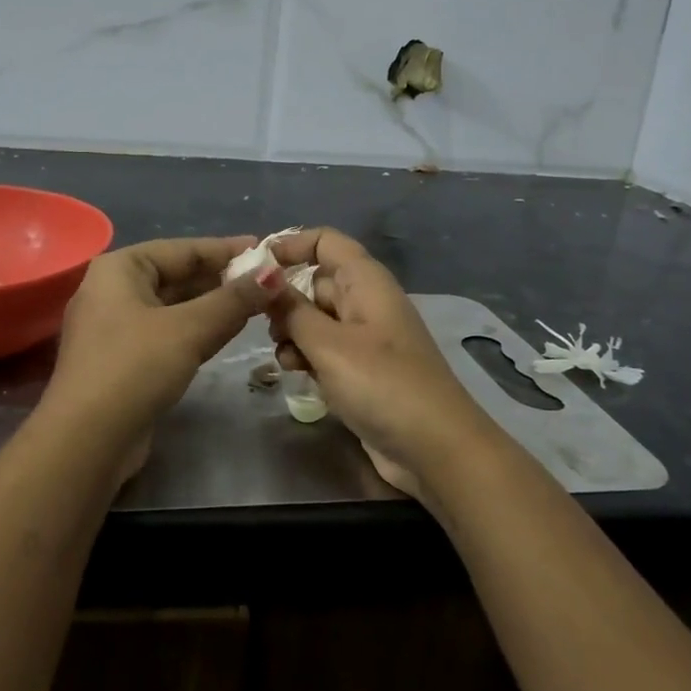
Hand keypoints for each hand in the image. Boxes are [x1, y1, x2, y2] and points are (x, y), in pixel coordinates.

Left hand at [41, 236, 269, 477]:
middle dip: (222, 279)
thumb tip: (274, 274)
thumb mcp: (189, 329)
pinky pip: (169, 333)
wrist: (87, 440)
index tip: (266, 249)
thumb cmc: (135, 368)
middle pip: (178, 276)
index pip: (183, 249)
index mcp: (120, 268)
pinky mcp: (125, 360)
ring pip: (175, 307)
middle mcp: (114, 290)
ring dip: (214, 306)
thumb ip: (233, 300)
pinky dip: (198, 330)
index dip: (227, 249)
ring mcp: (117, 327)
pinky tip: (230, 331)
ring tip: (259, 303)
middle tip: (269, 281)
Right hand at [264, 227, 495, 501]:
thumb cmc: (382, 385)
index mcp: (366, 282)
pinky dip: (307, 356)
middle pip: (316, 281)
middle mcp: (366, 302)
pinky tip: (296, 374)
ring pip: (316, 319)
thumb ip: (292, 310)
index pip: (326, 242)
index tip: (255, 268)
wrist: (435, 449)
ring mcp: (365, 338)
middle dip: (285, 298)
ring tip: (283, 357)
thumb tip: (264, 278)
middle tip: (260, 324)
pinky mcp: (362, 371)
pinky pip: (325, 350)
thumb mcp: (329, 344)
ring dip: (293, 333)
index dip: (290, 245)